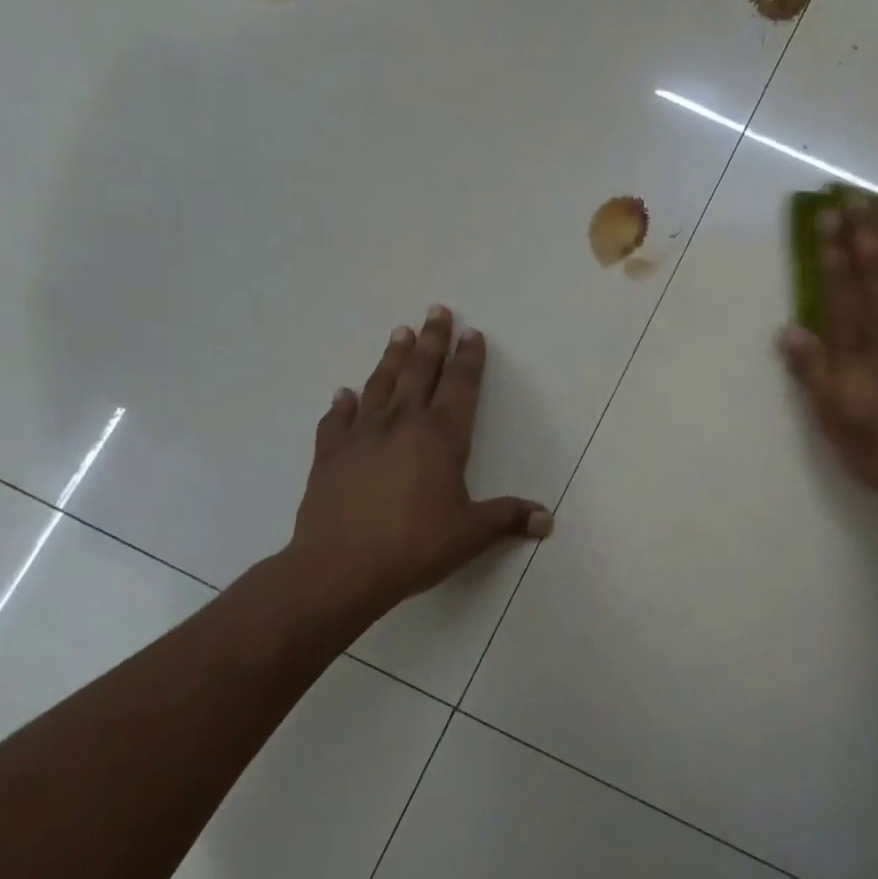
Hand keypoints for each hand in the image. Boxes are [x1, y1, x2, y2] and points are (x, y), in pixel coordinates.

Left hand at [270, 306, 551, 653]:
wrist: (340, 567)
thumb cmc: (415, 545)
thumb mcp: (471, 533)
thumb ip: (508, 519)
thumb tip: (547, 520)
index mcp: (441, 436)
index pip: (461, 386)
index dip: (469, 359)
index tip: (472, 333)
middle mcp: (402, 424)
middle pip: (420, 371)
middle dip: (432, 340)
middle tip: (437, 311)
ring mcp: (361, 436)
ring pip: (380, 384)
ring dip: (392, 358)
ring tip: (400, 333)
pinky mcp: (330, 455)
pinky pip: (337, 421)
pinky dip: (343, 405)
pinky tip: (345, 394)